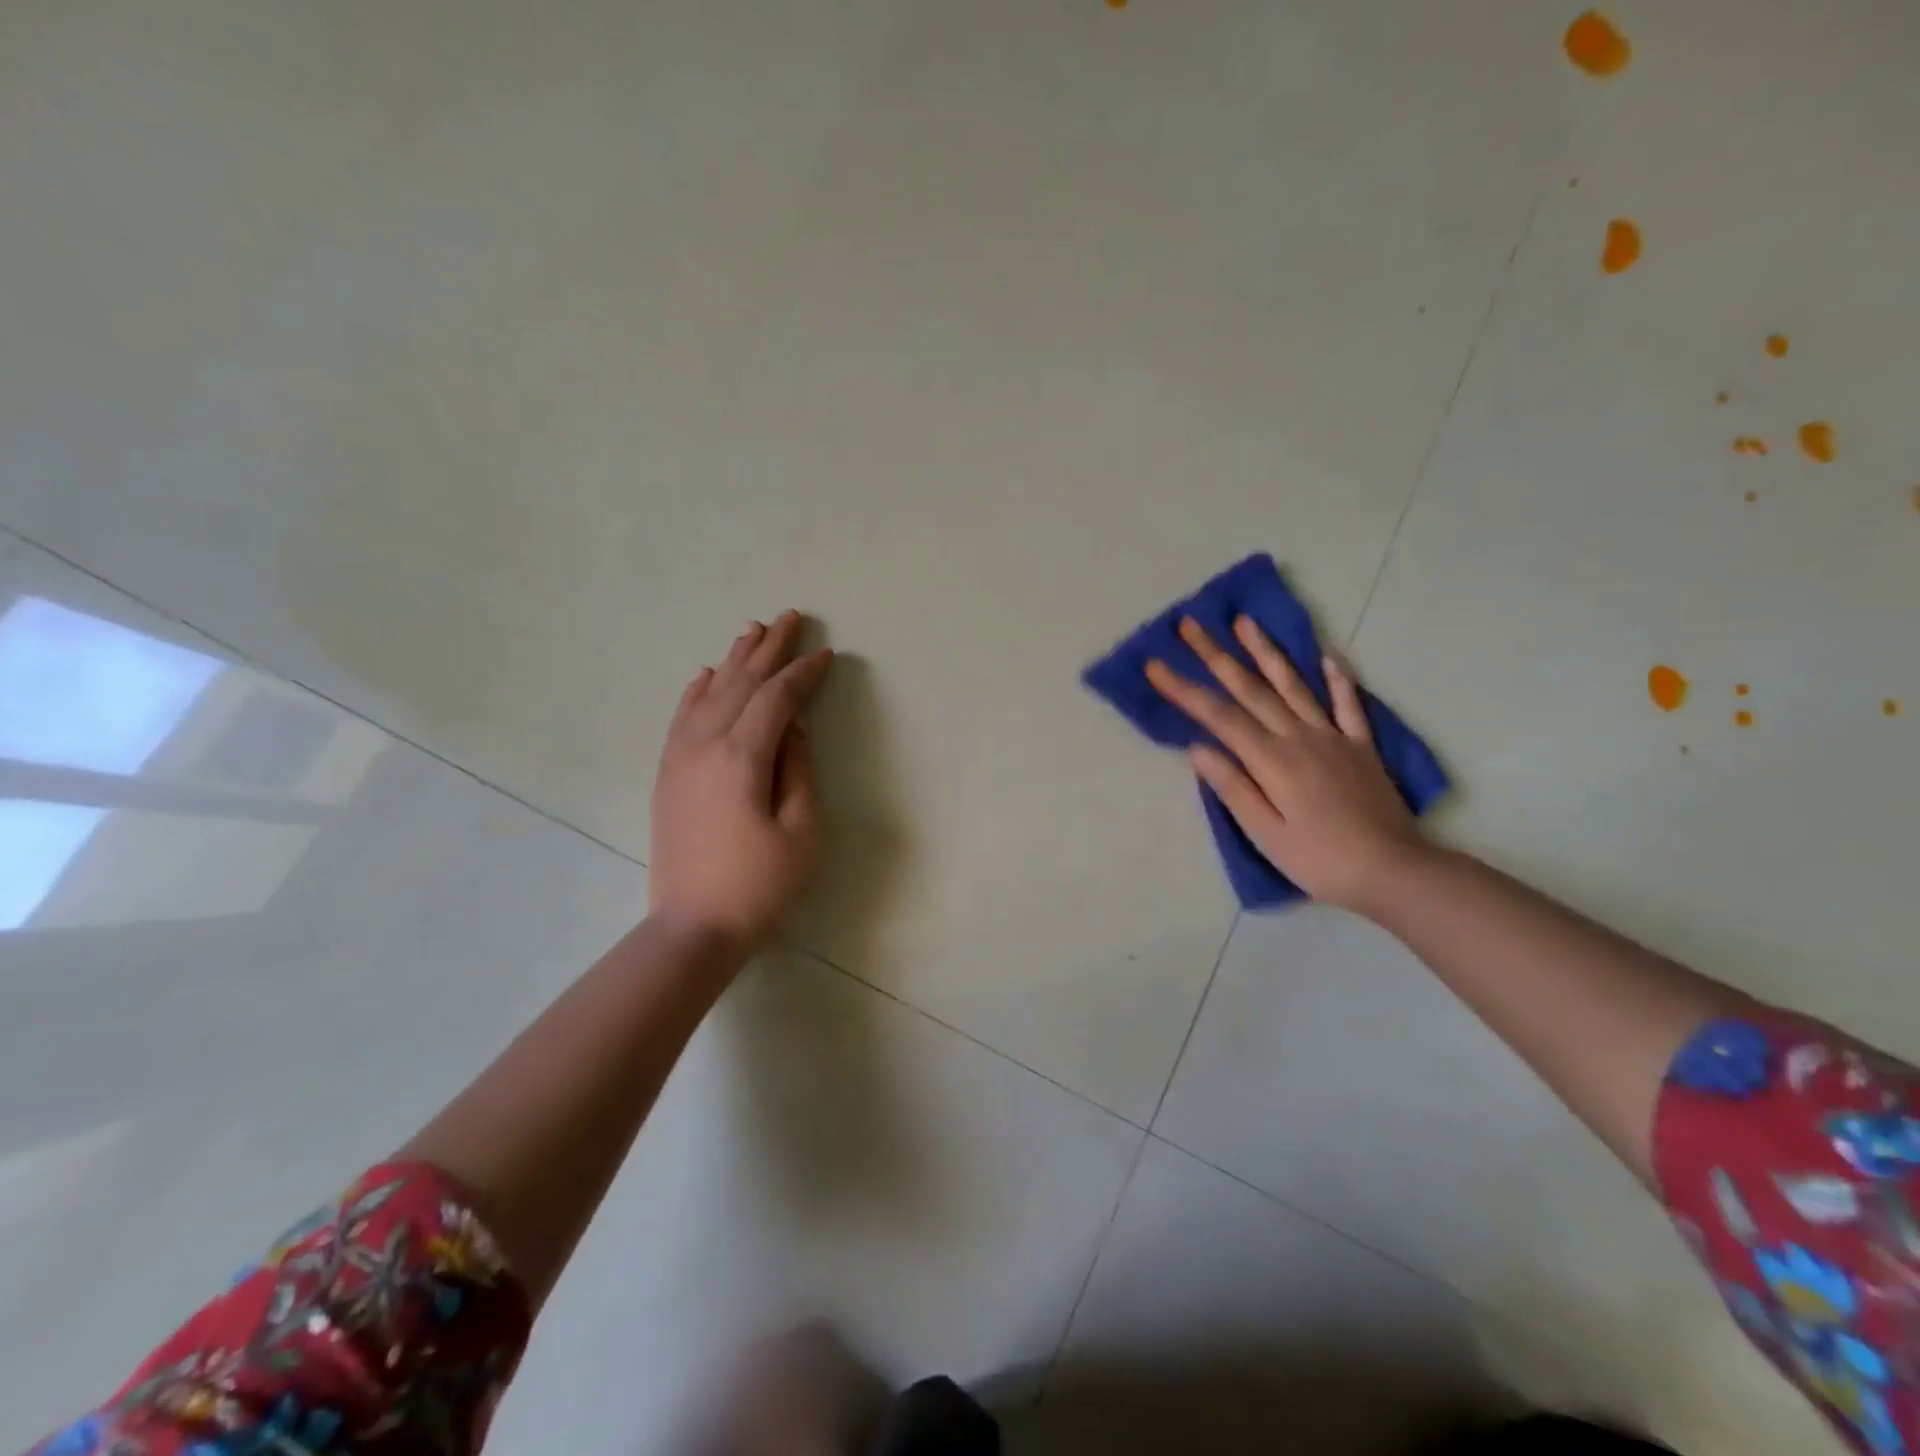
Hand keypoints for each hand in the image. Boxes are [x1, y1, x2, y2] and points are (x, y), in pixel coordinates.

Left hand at [649, 611, 832, 960]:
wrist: (692, 928)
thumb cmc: (759, 885)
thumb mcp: (801, 831)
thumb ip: (800, 770)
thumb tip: (793, 728)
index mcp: (742, 758)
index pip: (776, 699)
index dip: (803, 674)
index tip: (826, 654)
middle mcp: (705, 746)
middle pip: (741, 683)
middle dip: (769, 649)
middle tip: (791, 617)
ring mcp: (679, 758)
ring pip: (710, 693)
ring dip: (734, 659)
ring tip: (753, 630)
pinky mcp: (668, 774)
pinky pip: (683, 717)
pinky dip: (698, 690)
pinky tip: (708, 675)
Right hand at [1145, 617, 1430, 915]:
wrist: (1394, 871)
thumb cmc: (1319, 860)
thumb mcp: (1265, 834)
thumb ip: (1233, 787)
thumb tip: (1198, 748)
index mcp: (1272, 760)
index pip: (1219, 717)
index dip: (1184, 690)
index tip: (1155, 665)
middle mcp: (1300, 738)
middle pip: (1251, 690)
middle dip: (1216, 656)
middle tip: (1191, 625)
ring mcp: (1334, 738)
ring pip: (1294, 686)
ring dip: (1267, 652)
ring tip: (1246, 622)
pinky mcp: (1361, 748)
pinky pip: (1348, 706)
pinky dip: (1338, 680)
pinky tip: (1328, 657)